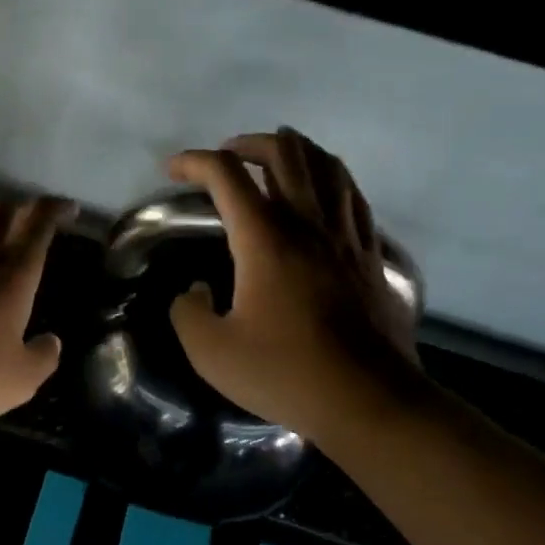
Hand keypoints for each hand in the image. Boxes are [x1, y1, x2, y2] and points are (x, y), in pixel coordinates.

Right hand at [167, 128, 420, 441]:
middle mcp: (308, 223)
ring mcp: (346, 237)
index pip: (226, 175)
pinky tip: (325, 193)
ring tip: (277, 156)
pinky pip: (354, 197)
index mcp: (265, 239)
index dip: (194, 161)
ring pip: (327, 166)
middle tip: (229, 154)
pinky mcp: (372, 256)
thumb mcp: (211, 352)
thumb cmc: (286, 373)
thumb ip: (187, 313)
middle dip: (249, 142)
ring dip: (297, 151)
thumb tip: (193, 291)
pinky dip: (333, 179)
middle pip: (284, 153)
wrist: (368, 401)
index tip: (173, 170)